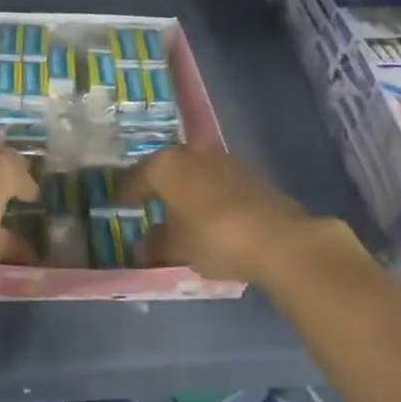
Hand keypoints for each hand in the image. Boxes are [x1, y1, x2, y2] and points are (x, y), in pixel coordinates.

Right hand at [124, 143, 344, 284]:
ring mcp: (222, 159)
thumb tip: (142, 245)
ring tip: (182, 213)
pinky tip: (211, 215)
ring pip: (194, 172)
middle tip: (150, 206)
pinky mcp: (249, 172)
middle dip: (159, 187)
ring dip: (186, 189)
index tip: (121, 206)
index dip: (128, 194)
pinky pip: (216, 181)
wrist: (279, 238)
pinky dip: (209, 195)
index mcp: (166, 165)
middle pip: (167, 169)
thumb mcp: (178, 248)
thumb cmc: (214, 238)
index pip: (137, 178)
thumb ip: (156, 244)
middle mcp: (191, 153)